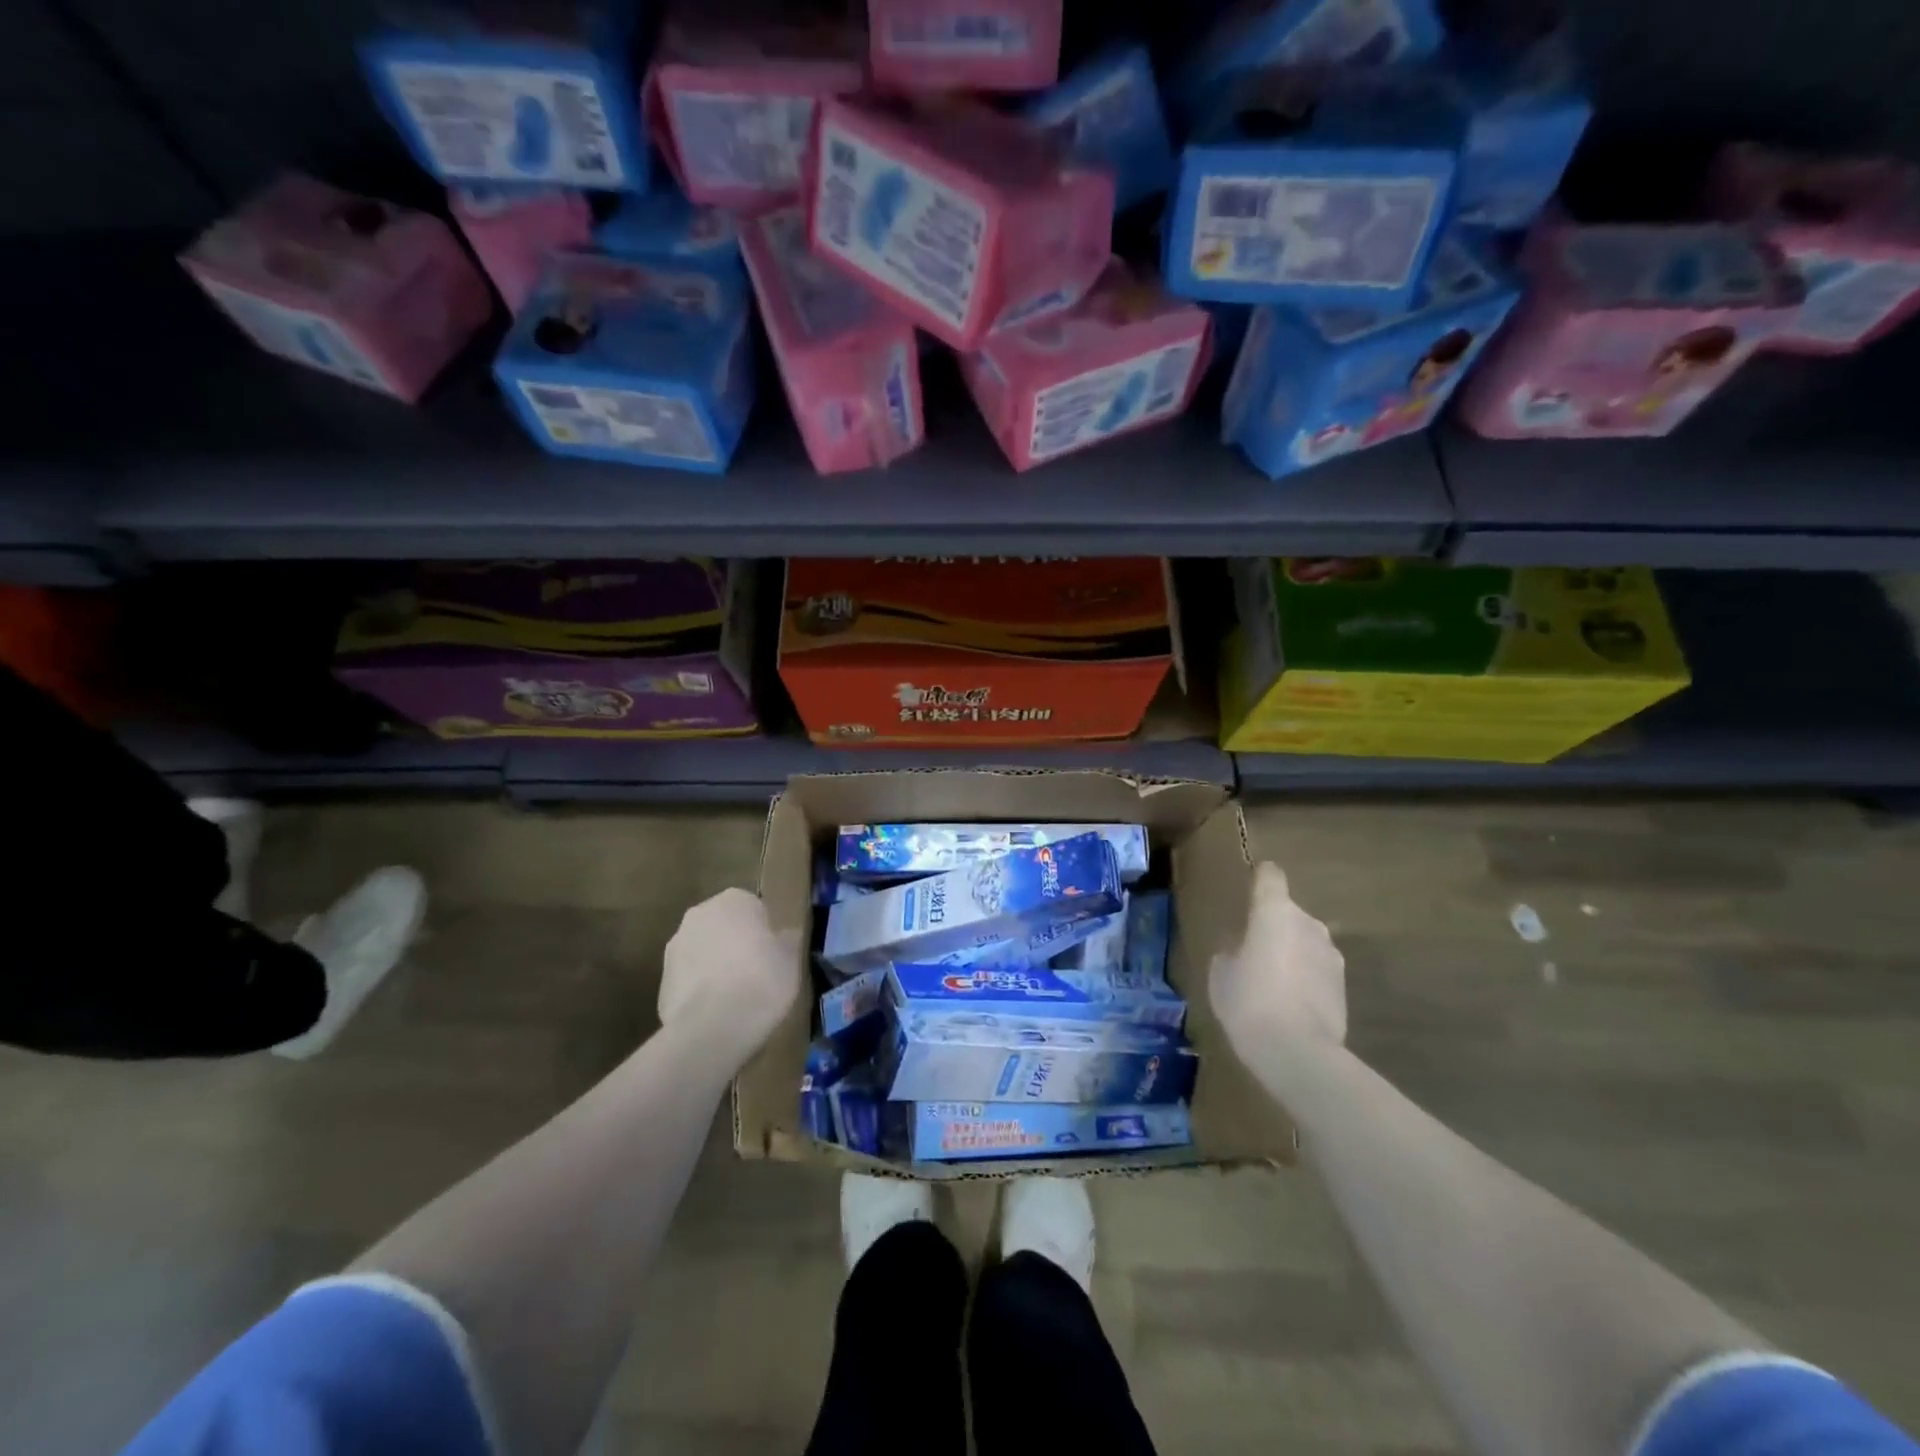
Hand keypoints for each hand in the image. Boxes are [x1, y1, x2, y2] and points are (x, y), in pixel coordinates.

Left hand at [658, 888, 800, 1067]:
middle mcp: (700, 914)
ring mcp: (676, 945)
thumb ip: (787, 940)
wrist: (713, 1026)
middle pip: (724, 925)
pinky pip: (688, 977)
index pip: (754, 907)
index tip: (772, 954)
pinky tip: (714, 1011)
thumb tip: (785, 935)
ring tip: (734, 997)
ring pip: (703, 950)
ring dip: (715, 964)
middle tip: (755, 972)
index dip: (764, 932)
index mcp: (734, 900)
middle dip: (736, 943)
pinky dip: (699, 988)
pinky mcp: (662, 978)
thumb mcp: (792, 959)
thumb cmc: (762, 981)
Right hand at [1209, 862, 1346, 1060]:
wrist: (1298, 1052)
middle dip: (1274, 926)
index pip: (1271, 876)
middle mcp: (1309, 924)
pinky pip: (1317, 969)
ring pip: (1305, 942)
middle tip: (1253, 952)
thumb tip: (1240, 948)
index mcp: (1274, 911)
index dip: (1261, 878)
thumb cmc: (1249, 1001)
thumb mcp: (1221, 973)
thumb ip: (1231, 951)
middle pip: (1288, 913)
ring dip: (1292, 953)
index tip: (1252, 886)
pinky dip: (1305, 978)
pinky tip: (1290, 1003)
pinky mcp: (1344, 985)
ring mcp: (1331, 955)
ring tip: (1272, 982)